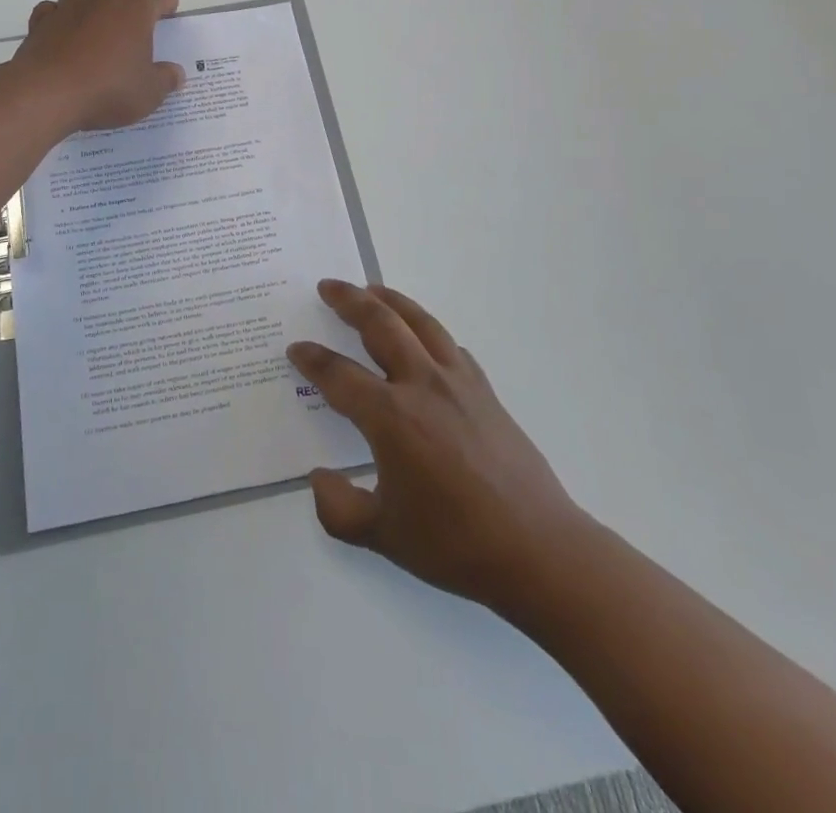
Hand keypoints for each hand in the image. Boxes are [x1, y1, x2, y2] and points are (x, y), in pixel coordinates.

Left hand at [12, 0, 186, 131]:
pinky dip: (62, 18)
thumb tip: (176, 73)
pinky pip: (54, 8)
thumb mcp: (149, 93)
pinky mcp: (41, 21)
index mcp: (135, 4)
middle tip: (136, 21)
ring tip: (100, 27)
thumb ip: (166, 79)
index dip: (168, 4)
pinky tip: (67, 38)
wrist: (46, 94)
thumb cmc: (108, 88)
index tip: (168, 20)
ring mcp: (68, 4)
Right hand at [287, 280, 591, 610]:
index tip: (296, 348)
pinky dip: (429, 332)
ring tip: (372, 289)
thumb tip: (319, 478)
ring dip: (392, 301)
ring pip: (420, 323)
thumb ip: (338, 509)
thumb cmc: (455, 544)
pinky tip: (425, 339)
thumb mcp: (383, 536)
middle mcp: (423, 386)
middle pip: (381, 326)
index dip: (313, 360)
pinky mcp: (485, 392)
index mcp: (391, 417)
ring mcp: (459, 384)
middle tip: (328, 285)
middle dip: (349, 301)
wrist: (539, 550)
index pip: (339, 375)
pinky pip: (451, 347)